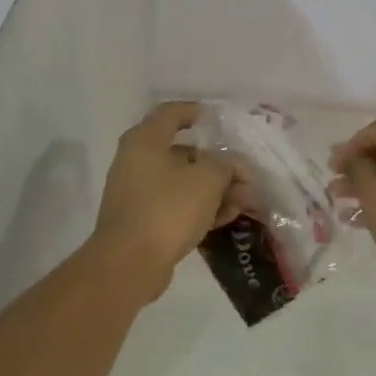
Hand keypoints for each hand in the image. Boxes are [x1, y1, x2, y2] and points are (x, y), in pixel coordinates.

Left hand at [92, 101, 239, 302]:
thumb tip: (230, 165)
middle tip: (245, 176)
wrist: (129, 263)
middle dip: (218, 164)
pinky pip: (176, 205)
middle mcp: (136, 161)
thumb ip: (226, 165)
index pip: (171, 113)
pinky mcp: (142, 220)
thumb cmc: (168, 209)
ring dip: (214, 189)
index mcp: (145, 141)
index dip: (197, 112)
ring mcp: (137, 192)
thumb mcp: (207, 179)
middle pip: (183, 152)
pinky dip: (199, 208)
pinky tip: (225, 219)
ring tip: (243, 202)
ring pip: (182, 182)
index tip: (221, 120)